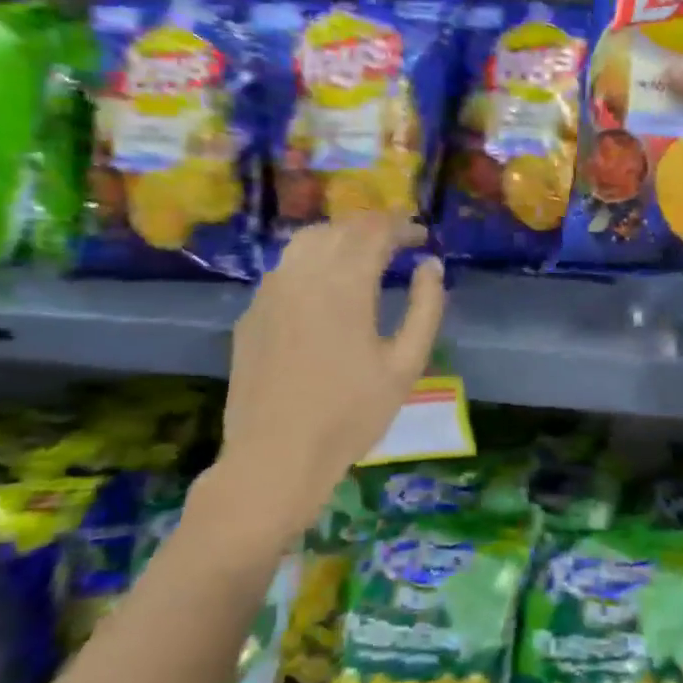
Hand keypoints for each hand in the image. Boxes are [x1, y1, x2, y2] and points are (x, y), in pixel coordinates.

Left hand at [196, 218, 444, 549]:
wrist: (275, 457)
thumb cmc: (351, 414)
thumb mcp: (406, 365)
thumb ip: (426, 308)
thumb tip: (431, 267)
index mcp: (345, 284)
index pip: (375, 230)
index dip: (402, 225)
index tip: (422, 234)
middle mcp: (303, 275)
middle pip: (340, 228)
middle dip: (373, 226)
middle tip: (399, 240)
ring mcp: (270, 292)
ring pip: (306, 241)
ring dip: (340, 236)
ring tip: (362, 254)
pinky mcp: (251, 314)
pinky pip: (285, 269)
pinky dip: (312, 261)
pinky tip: (325, 287)